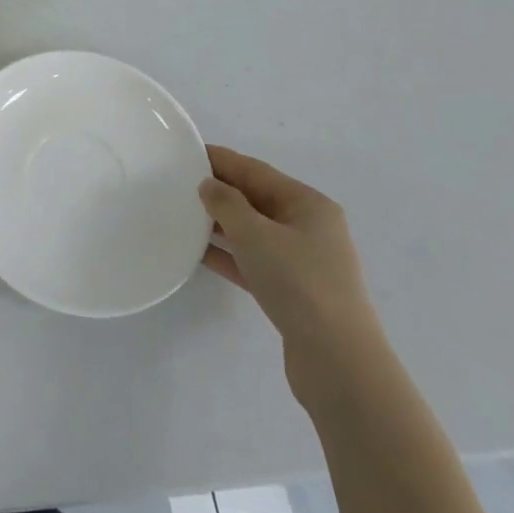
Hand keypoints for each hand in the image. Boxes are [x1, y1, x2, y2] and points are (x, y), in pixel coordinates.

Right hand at [200, 146, 384, 402]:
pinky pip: (253, 260)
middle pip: (256, 198)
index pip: (256, 171)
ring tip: (180, 214)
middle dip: (219, 190)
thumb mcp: (255, 234)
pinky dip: (227, 253)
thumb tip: (209, 185)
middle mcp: (309, 227)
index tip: (185, 152)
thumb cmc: (298, 283)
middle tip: (176, 182)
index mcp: (308, 204)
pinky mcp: (292, 291)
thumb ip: (226, 203)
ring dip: (220, 222)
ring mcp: (303, 261)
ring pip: (253, 231)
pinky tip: (197, 252)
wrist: (337, 360)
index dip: (220, 160)